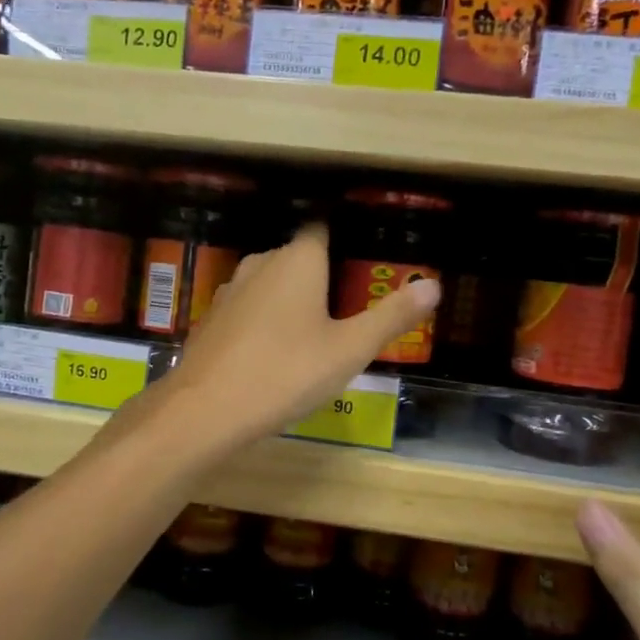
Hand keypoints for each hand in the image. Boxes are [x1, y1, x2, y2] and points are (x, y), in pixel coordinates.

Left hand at [157, 224, 438, 449]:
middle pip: (298, 257)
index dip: (344, 238)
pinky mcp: (212, 319)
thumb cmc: (285, 373)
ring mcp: (231, 290)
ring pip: (271, 284)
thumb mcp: (349, 350)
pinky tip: (276, 351)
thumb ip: (391, 316)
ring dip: (292, 300)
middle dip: (323, 275)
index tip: (363, 258)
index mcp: (298, 259)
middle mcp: (261, 263)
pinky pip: (250, 308)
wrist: (205, 409)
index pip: (322, 229)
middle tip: (350, 306)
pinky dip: (266, 320)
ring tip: (317, 331)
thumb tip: (434, 285)